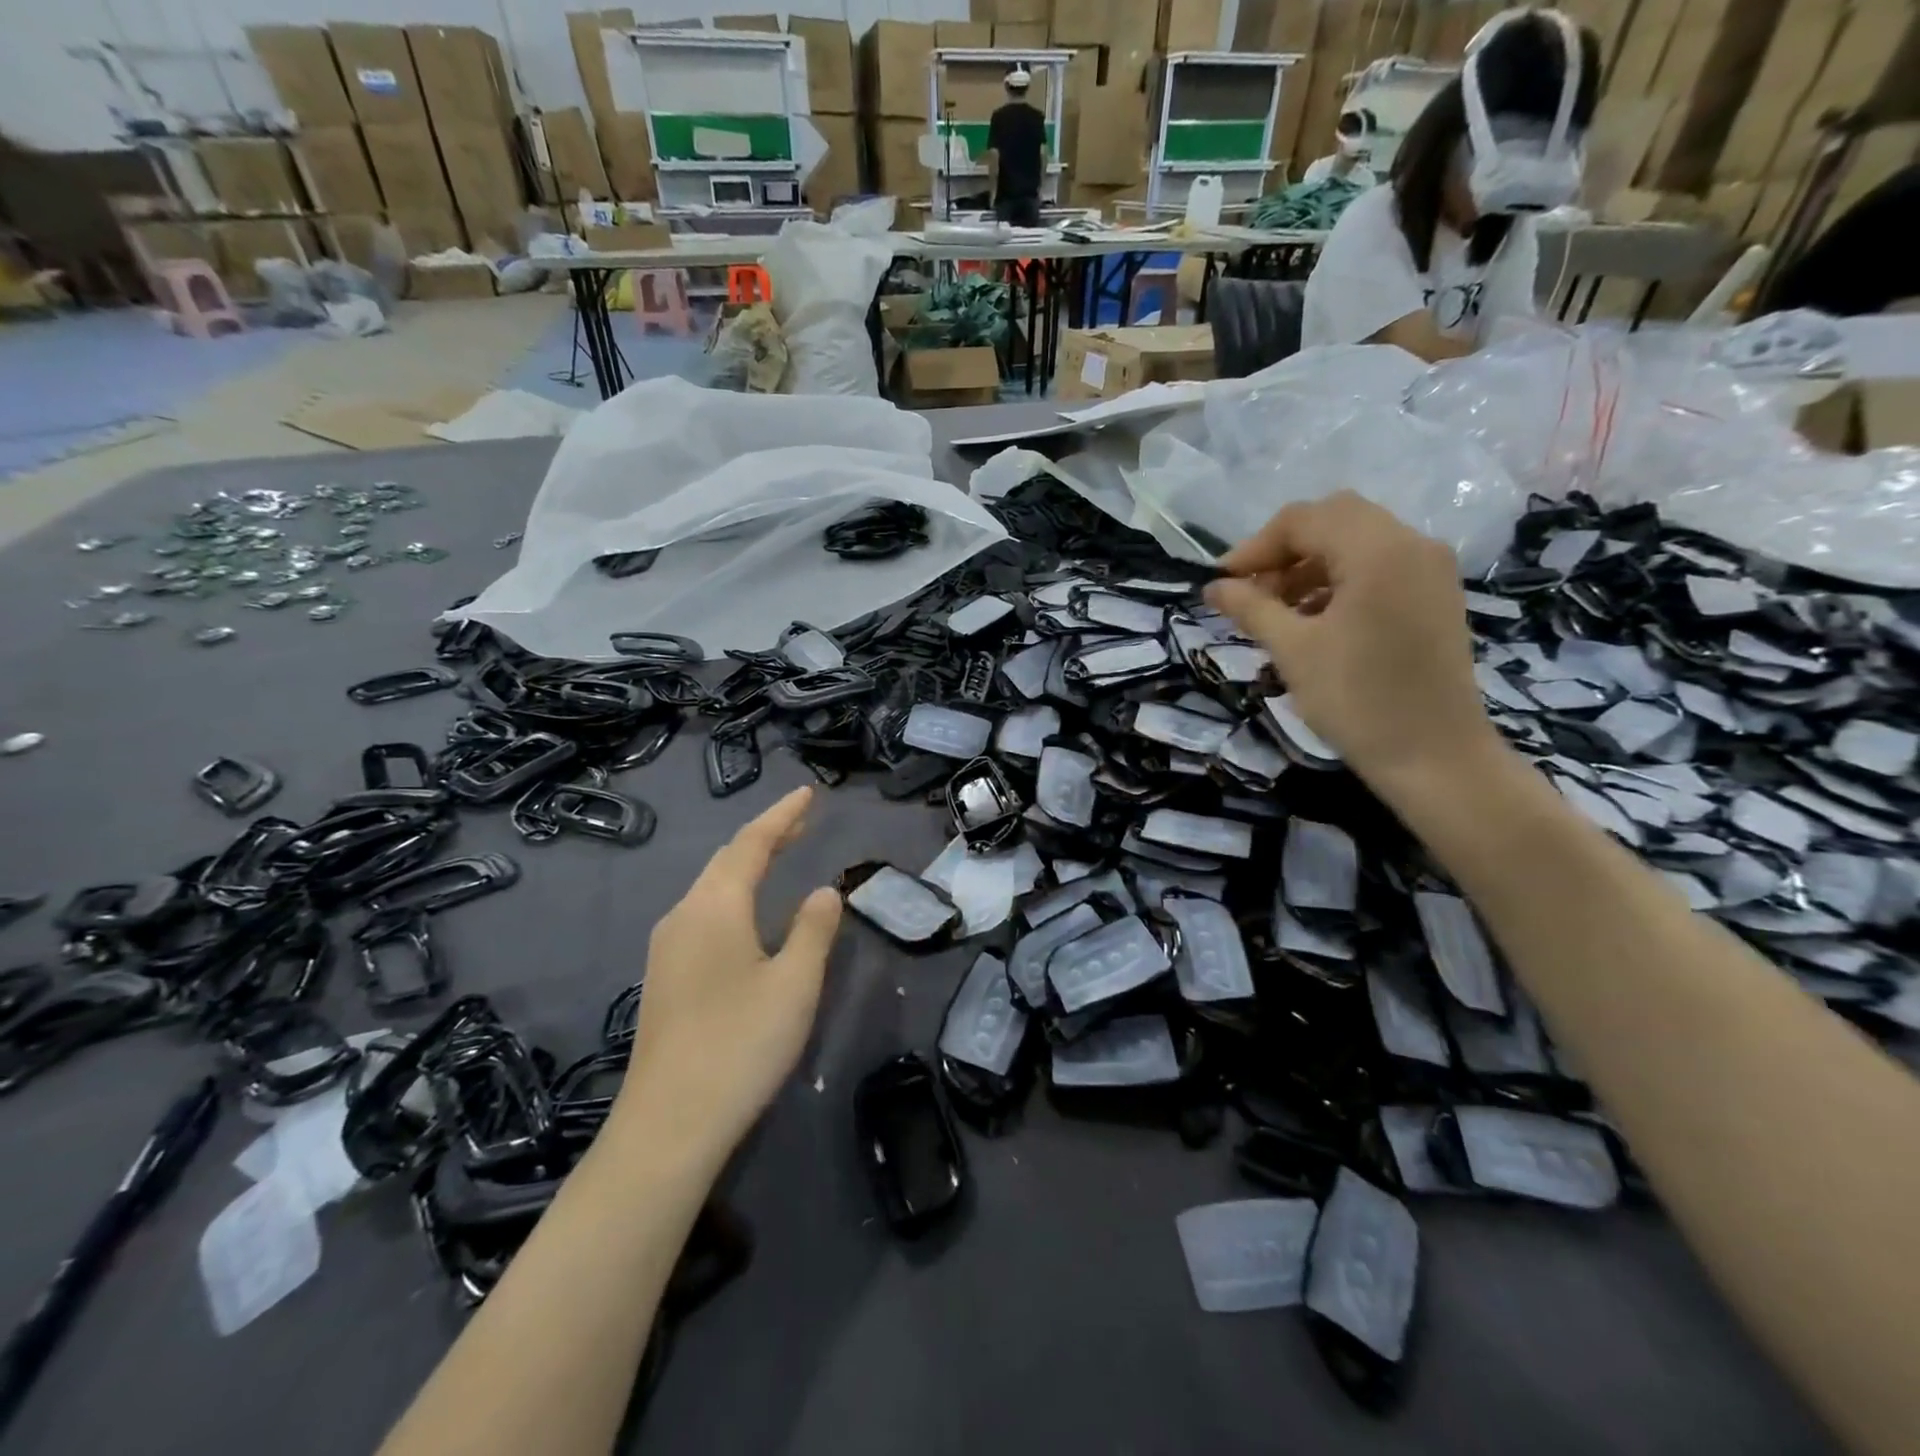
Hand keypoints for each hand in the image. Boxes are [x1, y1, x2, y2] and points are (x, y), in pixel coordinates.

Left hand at [616, 787, 842, 1160]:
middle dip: (764, 836)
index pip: (751, 844)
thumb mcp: (794, 984)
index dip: (782, 816)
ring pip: (710, 886)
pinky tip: (747, 913)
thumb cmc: (740, 1045)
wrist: (668, 1125)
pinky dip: (732, 894)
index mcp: (715, 907)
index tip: (807, 794)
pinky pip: (702, 912)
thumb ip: (814, 930)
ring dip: (746, 865)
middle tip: (800, 821)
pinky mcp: (664, 976)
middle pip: (725, 860)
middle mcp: (683, 915)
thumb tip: (823, 891)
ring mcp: (666, 947)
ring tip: (779, 855)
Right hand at [1204, 492, 1501, 797]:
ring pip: (1356, 542)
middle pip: (1334, 520)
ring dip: (1309, 566)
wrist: (1434, 756)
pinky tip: (1314, 619)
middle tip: (1250, 592)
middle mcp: (1412, 545)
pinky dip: (1339, 580)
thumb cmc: (1357, 700)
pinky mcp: (1435, 595)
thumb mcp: (1293, 650)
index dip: (1255, 547)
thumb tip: (1213, 587)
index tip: (1222, 584)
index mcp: (1378, 551)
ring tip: (1277, 610)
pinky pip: (1379, 567)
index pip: (1303, 519)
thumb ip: (1251, 608)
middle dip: (1283, 551)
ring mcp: (1430, 569)